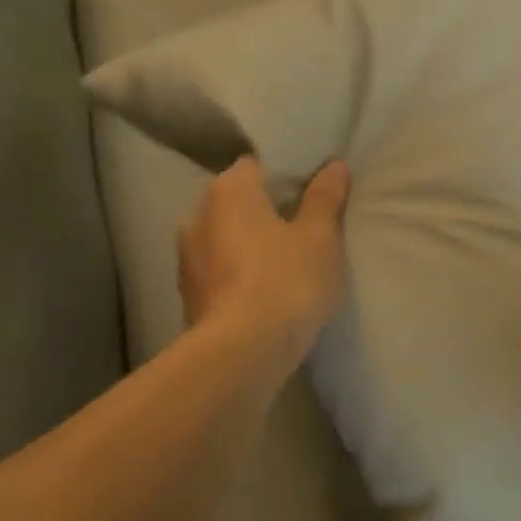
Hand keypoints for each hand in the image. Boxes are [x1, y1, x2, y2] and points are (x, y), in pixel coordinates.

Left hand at [179, 157, 350, 365]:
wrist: (241, 354)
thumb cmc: (285, 280)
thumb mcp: (320, 237)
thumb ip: (325, 198)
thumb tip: (333, 166)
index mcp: (228, 190)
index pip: (256, 165)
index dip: (285, 175)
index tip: (311, 190)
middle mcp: (197, 216)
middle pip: (238, 202)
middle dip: (265, 210)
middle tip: (303, 225)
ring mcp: (187, 259)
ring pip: (225, 239)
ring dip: (249, 245)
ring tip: (285, 261)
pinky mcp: (188, 297)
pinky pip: (219, 271)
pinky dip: (238, 274)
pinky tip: (264, 291)